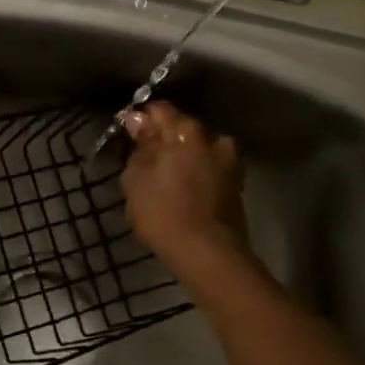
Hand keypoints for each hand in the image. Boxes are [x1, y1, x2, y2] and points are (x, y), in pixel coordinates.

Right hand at [120, 102, 248, 270]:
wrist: (209, 254)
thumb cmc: (164, 213)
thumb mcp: (136, 178)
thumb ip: (139, 146)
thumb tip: (137, 120)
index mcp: (187, 130)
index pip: (159, 109)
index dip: (140, 119)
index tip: (127, 136)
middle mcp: (214, 137)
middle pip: (182, 128)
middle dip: (164, 139)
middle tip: (144, 159)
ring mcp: (230, 161)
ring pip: (198, 149)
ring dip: (182, 157)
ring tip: (164, 178)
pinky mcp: (237, 184)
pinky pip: (209, 167)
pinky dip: (196, 173)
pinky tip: (182, 190)